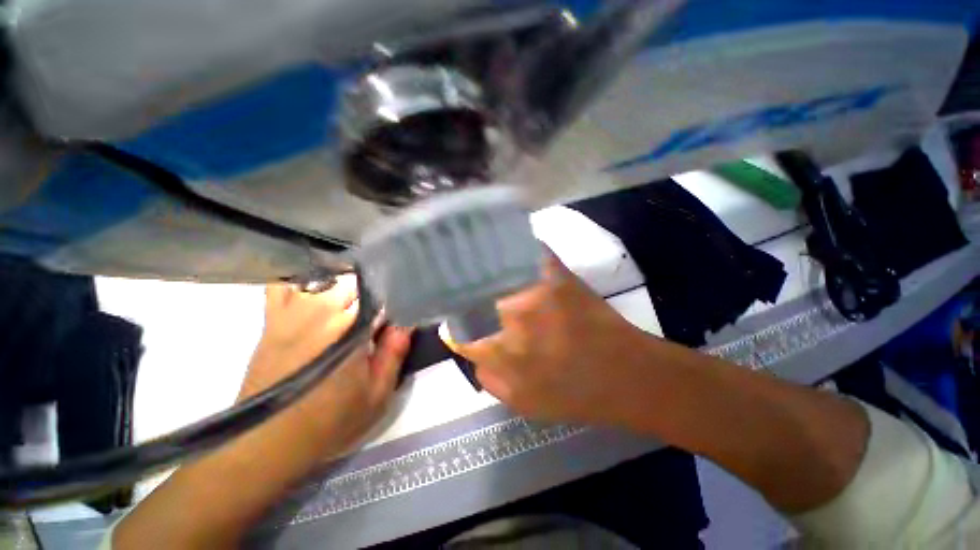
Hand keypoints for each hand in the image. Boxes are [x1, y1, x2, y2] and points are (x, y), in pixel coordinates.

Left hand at [243, 276, 411, 455]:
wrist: (267, 443)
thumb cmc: (329, 422)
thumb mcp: (376, 394)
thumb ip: (395, 353)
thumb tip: (406, 322)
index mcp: (353, 328)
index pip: (384, 297)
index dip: (395, 302)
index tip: (397, 313)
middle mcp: (324, 311)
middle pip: (358, 282)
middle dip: (374, 293)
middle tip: (377, 315)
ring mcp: (295, 311)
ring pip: (329, 277)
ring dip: (345, 285)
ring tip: (353, 303)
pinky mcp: (273, 320)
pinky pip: (285, 285)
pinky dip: (302, 281)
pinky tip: (316, 292)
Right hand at [441, 253, 658, 426]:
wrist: (627, 375)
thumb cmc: (574, 396)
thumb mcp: (521, 402)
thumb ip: (486, 374)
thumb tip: (471, 346)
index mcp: (498, 349)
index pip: (457, 328)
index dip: (455, 324)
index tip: (458, 320)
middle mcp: (508, 314)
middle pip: (469, 294)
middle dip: (464, 296)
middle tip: (467, 295)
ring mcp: (532, 289)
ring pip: (490, 268)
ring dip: (481, 269)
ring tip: (476, 267)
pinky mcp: (555, 274)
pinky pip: (524, 252)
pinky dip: (512, 248)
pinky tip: (505, 248)